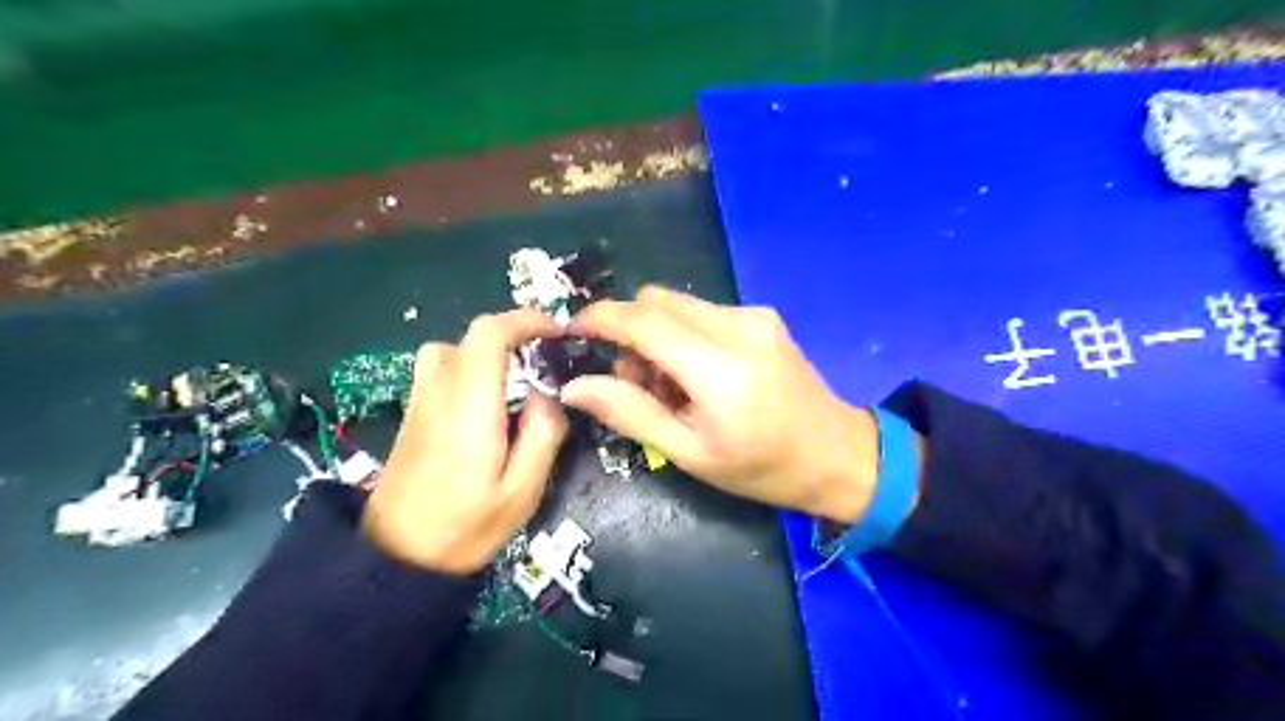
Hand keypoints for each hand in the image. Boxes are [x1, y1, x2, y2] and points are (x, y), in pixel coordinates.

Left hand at [358, 309, 562, 573]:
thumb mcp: (522, 492)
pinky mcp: (411, 417)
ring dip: (485, 352)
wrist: (395, 561)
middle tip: (543, 359)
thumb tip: (545, 393)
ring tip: (512, 379)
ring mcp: (419, 403)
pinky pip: (438, 370)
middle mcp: (439, 393)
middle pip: (470, 335)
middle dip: (512, 335)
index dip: (524, 320)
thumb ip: (542, 434)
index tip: (555, 331)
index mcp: (469, 407)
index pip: (488, 335)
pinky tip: (484, 404)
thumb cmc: (465, 529)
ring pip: (450, 349)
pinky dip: (467, 367)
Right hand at [565, 285, 883, 523]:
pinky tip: (700, 376)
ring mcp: (754, 316)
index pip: (643, 321)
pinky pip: (702, 313)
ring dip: (658, 337)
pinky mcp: (762, 316)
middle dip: (631, 333)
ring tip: (673, 388)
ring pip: (678, 306)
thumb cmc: (762, 468)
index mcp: (720, 368)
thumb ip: (630, 413)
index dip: (601, 318)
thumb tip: (575, 386)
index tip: (573, 329)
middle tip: (636, 382)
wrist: (838, 455)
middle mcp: (738, 326)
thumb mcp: (690, 453)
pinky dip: (684, 337)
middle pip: (657, 301)